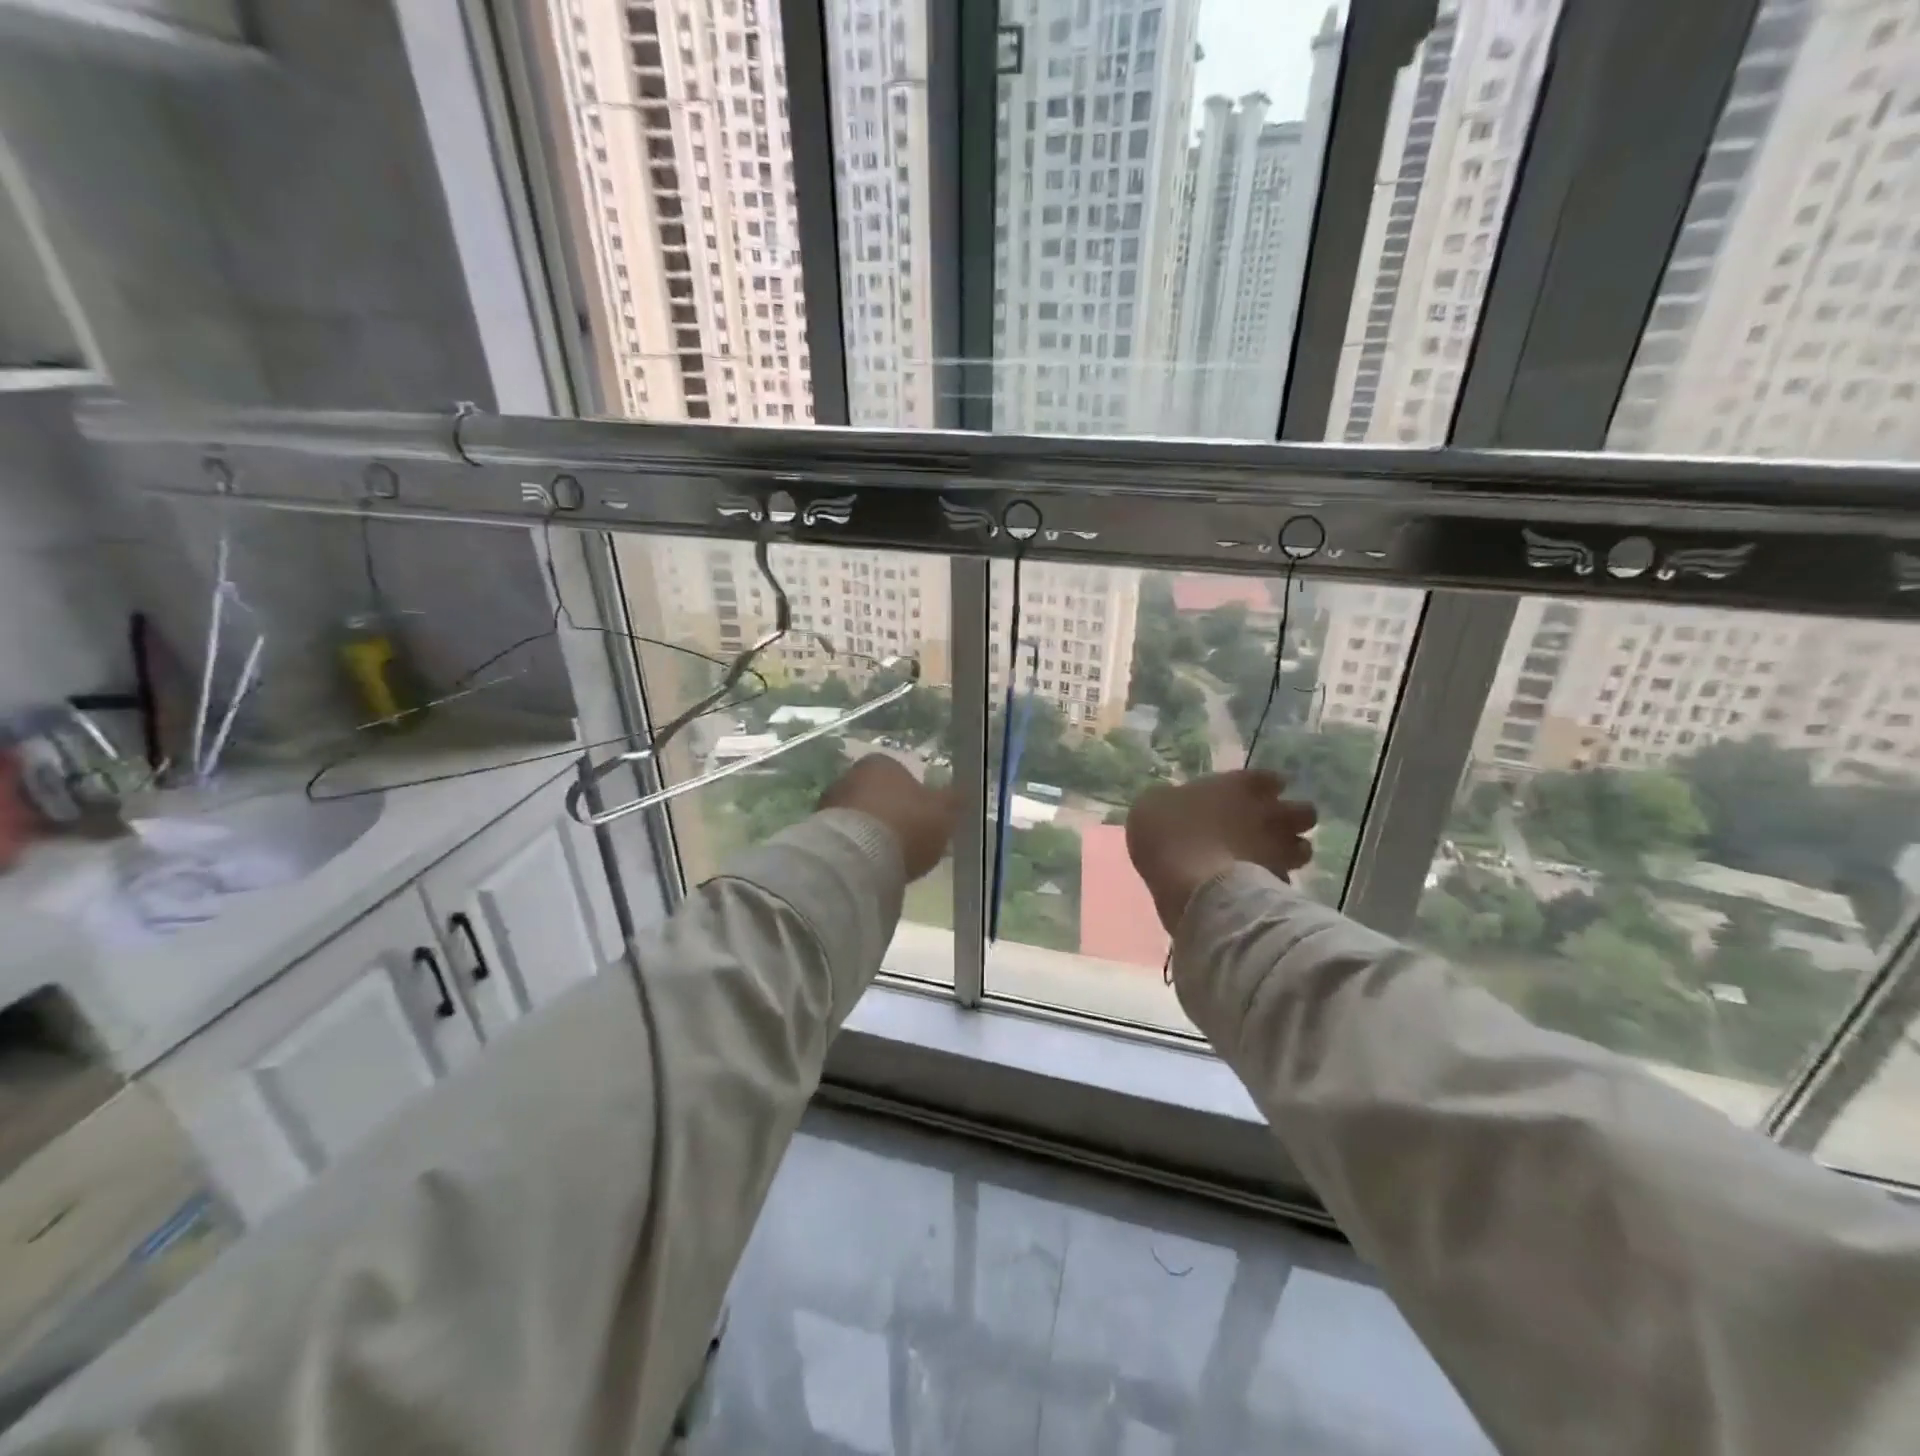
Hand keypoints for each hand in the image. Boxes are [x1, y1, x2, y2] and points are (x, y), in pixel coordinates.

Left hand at [818, 754, 960, 881]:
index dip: (914, 796)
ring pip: (858, 815)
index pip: (900, 773)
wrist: (858, 858)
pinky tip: (868, 866)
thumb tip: (961, 792)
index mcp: (881, 763)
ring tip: (887, 858)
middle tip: (906, 839)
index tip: (922, 819)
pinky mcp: (816, 831)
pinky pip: (844, 837)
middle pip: (876, 793)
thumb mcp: (944, 813)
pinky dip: (855, 848)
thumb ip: (954, 801)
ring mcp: (829, 803)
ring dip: (870, 831)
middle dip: (889, 812)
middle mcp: (850, 775)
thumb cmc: (907, 825)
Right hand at [1125, 770, 1316, 934]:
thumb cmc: (1168, 831)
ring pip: (1304, 848)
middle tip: (1265, 829)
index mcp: (1241, 785)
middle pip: (1304, 812)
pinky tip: (1254, 887)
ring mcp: (1278, 850)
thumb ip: (1174, 800)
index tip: (1251, 797)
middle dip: (1290, 819)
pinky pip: (1284, 880)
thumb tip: (1174, 802)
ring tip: (1267, 860)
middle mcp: (1269, 813)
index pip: (1271, 779)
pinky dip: (1273, 883)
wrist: (1189, 881)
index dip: (1264, 788)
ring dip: (1289, 852)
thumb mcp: (1153, 804)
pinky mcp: (1278, 884)